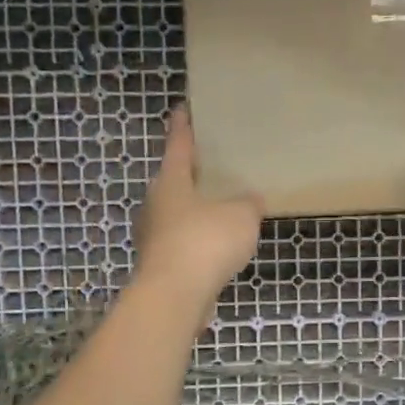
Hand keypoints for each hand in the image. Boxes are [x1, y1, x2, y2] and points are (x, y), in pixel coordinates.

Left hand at [135, 107, 263, 308]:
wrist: (174, 296)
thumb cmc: (205, 242)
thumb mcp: (240, 217)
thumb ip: (247, 204)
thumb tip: (251, 199)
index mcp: (171, 182)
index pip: (178, 145)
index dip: (182, 127)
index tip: (182, 108)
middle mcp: (156, 205)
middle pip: (173, 182)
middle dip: (189, 174)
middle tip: (209, 165)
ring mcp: (154, 237)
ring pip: (176, 215)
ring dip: (194, 212)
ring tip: (219, 209)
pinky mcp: (160, 265)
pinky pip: (182, 244)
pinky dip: (197, 242)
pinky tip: (216, 248)